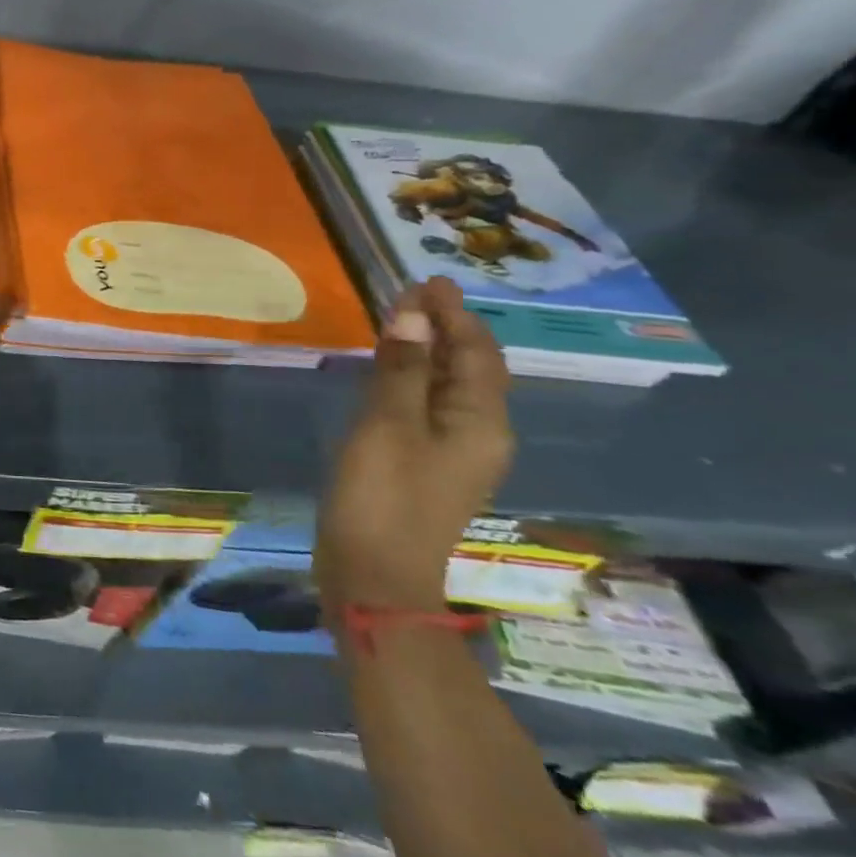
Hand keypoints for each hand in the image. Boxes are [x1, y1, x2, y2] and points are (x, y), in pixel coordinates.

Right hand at [316, 277, 513, 615]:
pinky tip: (391, 369)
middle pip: (469, 368)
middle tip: (410, 293)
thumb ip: (402, 369)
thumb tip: (414, 315)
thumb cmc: (383, 496)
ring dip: (429, 350)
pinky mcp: (425, 463)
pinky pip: (428, 405)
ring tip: (400, 320)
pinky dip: (414, 377)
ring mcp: (453, 452)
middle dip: (444, 327)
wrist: (374, 575)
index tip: (427, 280)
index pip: (477, 353)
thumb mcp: (388, 425)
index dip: (454, 314)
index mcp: (481, 422)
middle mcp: (479, 433)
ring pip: (449, 386)